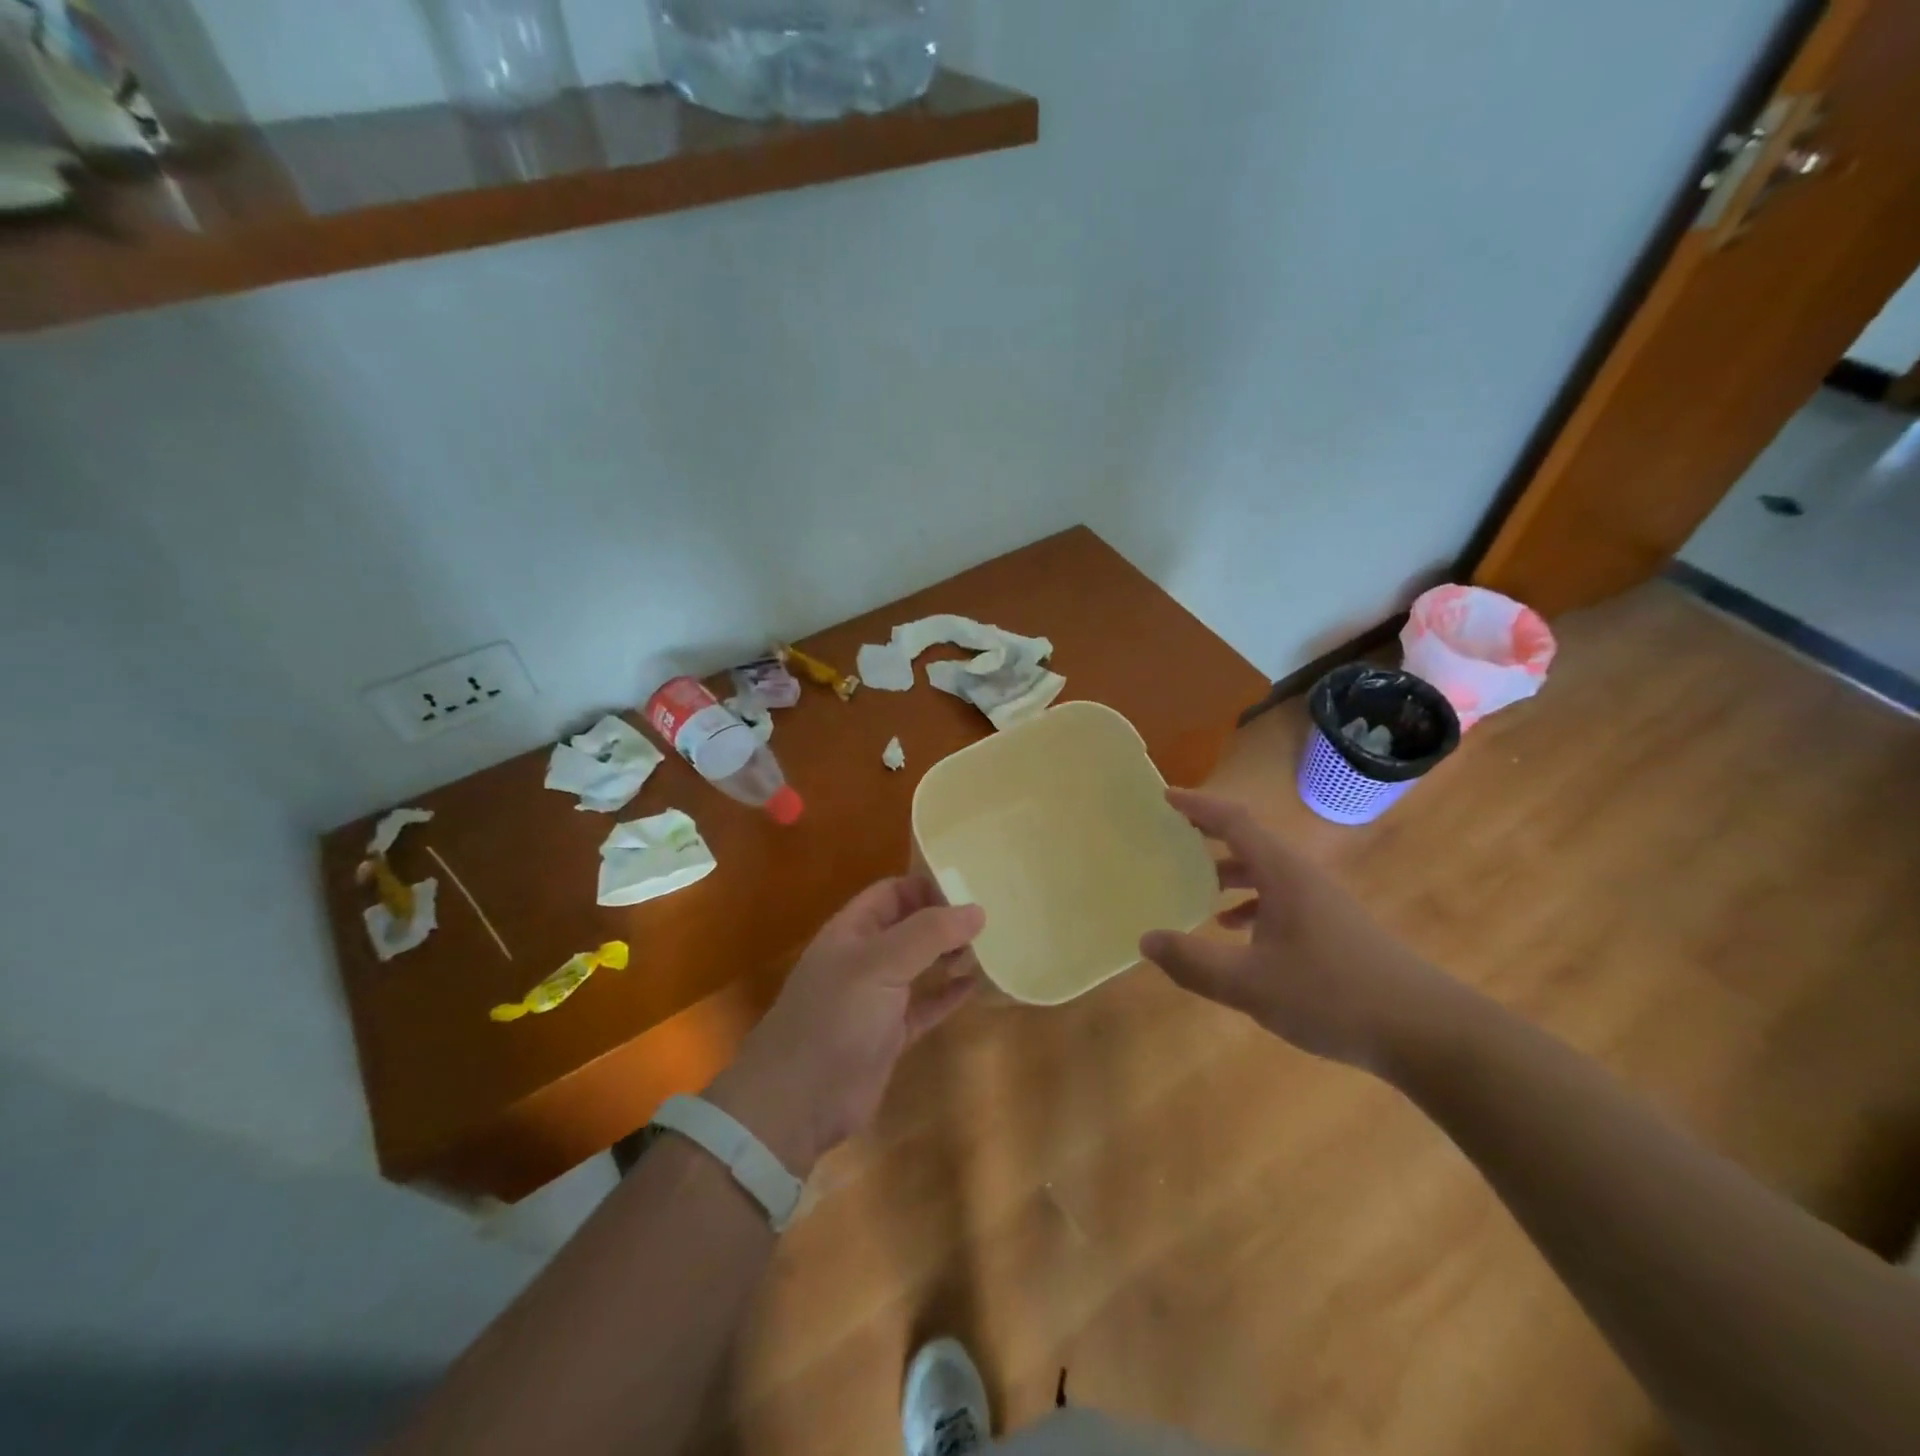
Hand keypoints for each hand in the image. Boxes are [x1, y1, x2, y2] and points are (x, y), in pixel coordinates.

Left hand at [706, 877, 984, 1175]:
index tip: (971, 894)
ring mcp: (877, 997)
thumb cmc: (835, 1017)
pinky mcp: (890, 1034)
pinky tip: (975, 986)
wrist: (798, 1102)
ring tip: (983, 954)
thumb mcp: (880, 964)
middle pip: (911, 926)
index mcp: (853, 930)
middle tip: (986, 927)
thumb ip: (928, 934)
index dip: (929, 887)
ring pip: (920, 964)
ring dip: (950, 956)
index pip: (894, 892)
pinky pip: (926, 1005)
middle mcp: (865, 957)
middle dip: (945, 922)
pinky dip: (949, 995)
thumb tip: (976, 909)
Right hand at [1139, 789, 1454, 1070]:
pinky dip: (1250, 904)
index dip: (1199, 806)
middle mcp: (1302, 878)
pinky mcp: (1333, 929)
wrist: (1425, 1032)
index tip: (1164, 796)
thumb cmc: (1332, 996)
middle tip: (1170, 838)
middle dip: (1209, 836)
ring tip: (1194, 887)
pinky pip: (1280, 899)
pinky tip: (1234, 931)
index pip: (1235, 822)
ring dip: (1228, 873)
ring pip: (1266, 873)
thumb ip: (1194, 962)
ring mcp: (1322, 903)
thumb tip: (1147, 940)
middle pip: (1250, 842)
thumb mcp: (1250, 984)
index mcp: (1283, 875)